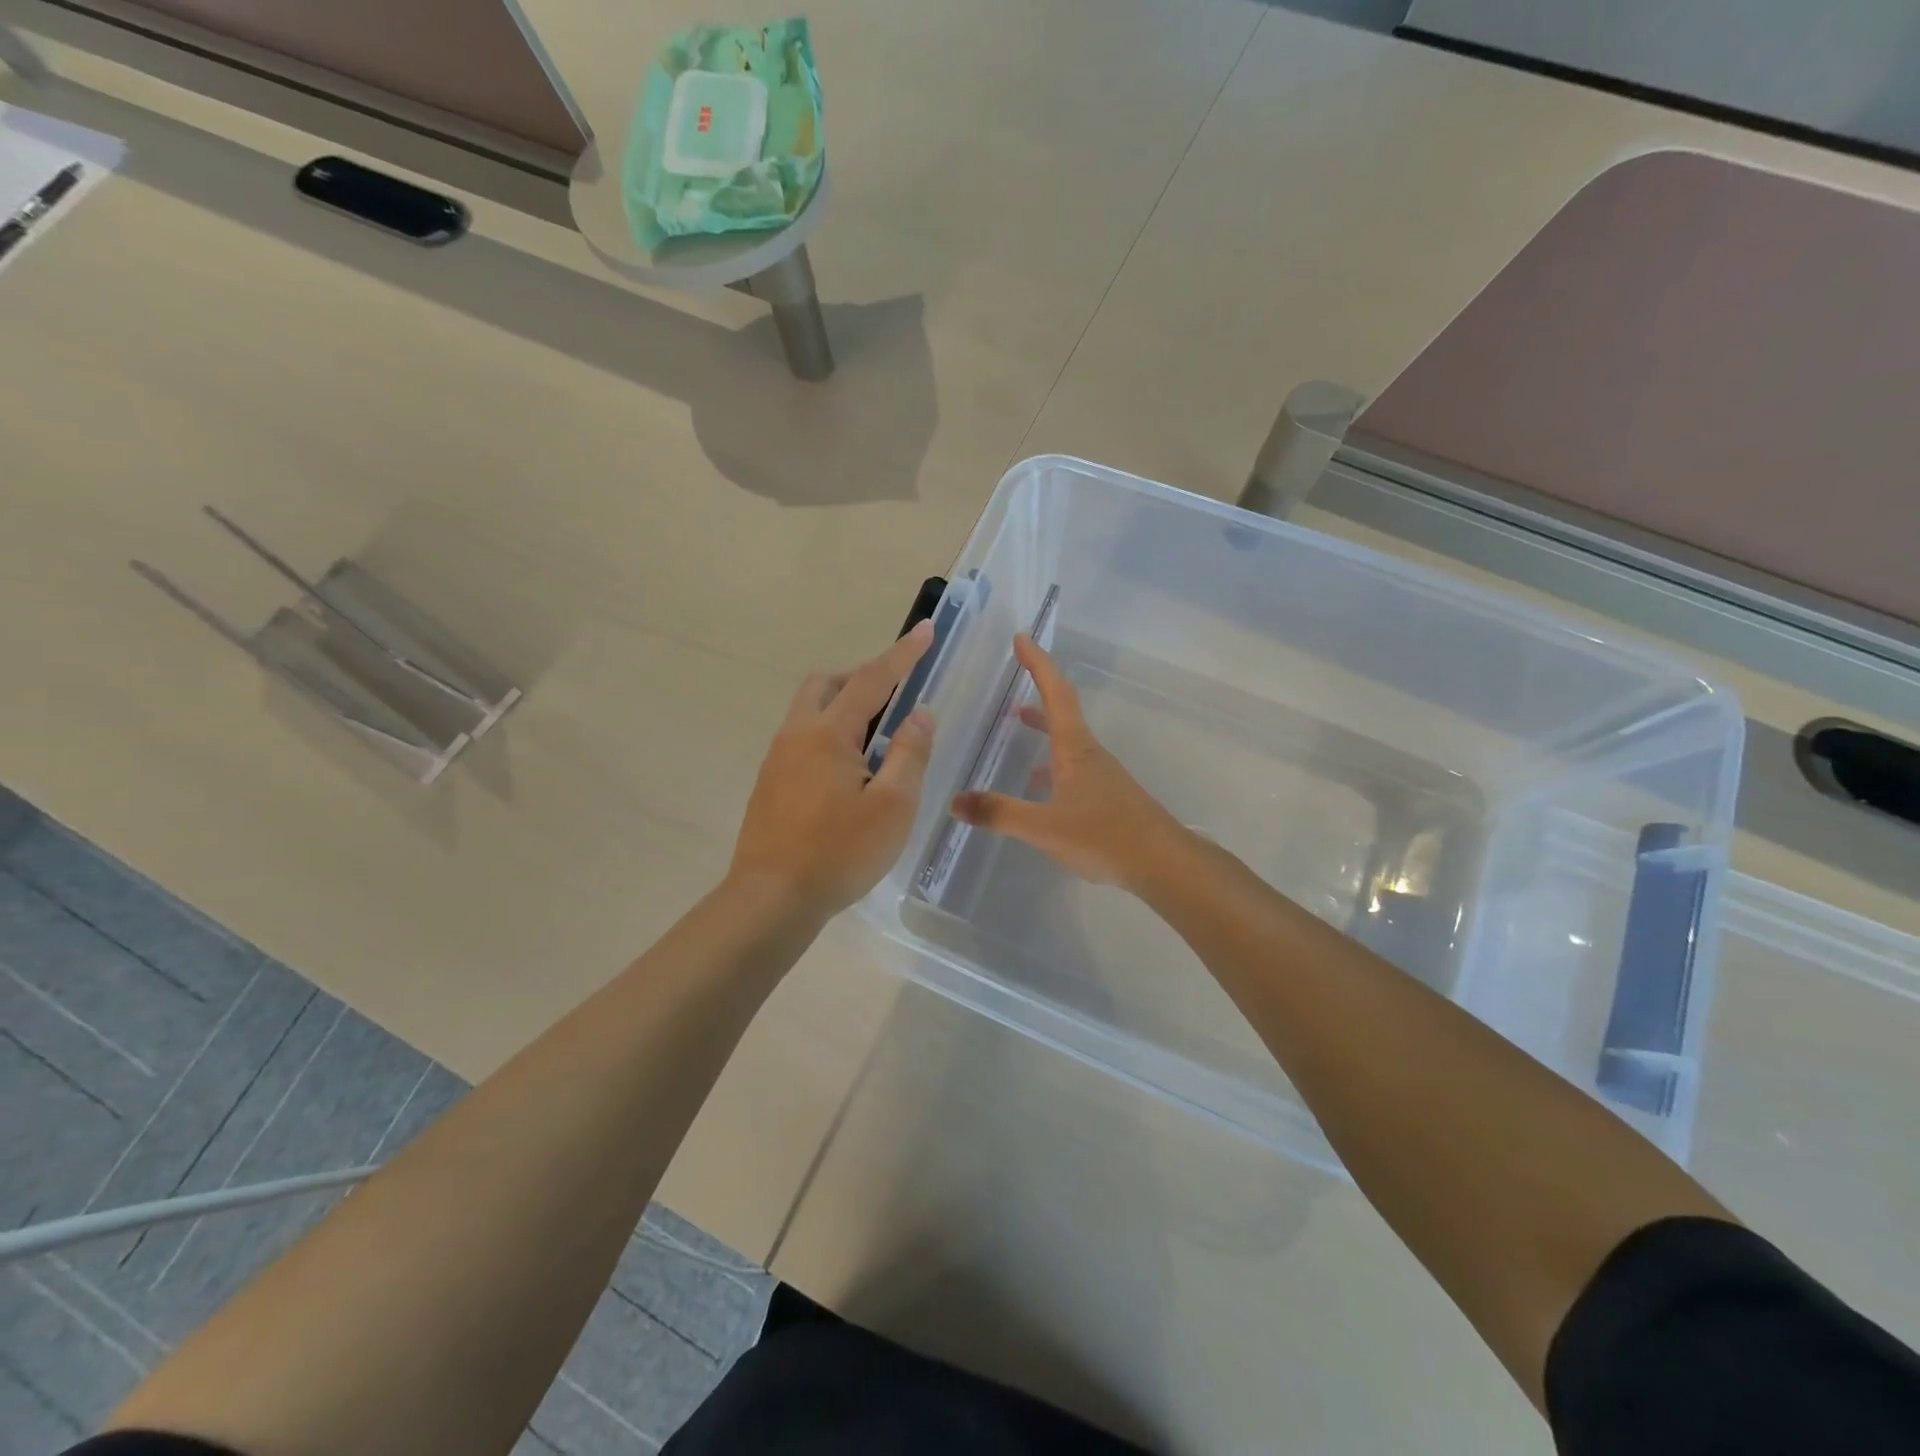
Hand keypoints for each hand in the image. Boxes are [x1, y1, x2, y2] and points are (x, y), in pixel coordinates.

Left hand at [728, 621, 937, 918]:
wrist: (772, 898)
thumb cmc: (840, 852)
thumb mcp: (893, 806)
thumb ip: (910, 753)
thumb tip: (920, 713)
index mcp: (828, 734)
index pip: (872, 679)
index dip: (903, 654)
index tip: (926, 629)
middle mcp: (796, 735)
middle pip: (826, 684)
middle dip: (862, 677)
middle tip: (894, 696)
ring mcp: (777, 758)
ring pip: (809, 710)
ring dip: (843, 706)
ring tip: (875, 738)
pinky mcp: (769, 782)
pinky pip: (801, 737)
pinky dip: (828, 733)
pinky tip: (846, 771)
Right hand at [951, 634, 1184, 890]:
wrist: (1163, 863)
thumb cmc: (1105, 836)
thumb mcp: (1044, 827)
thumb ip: (999, 813)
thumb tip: (955, 801)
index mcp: (1075, 749)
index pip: (1056, 694)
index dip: (1038, 664)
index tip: (1022, 638)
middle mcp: (1089, 754)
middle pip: (1062, 711)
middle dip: (1038, 690)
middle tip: (1014, 676)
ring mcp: (1101, 776)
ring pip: (1066, 741)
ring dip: (1043, 726)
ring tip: (1016, 723)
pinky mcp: (1106, 797)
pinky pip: (1071, 767)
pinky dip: (1050, 762)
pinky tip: (1037, 784)